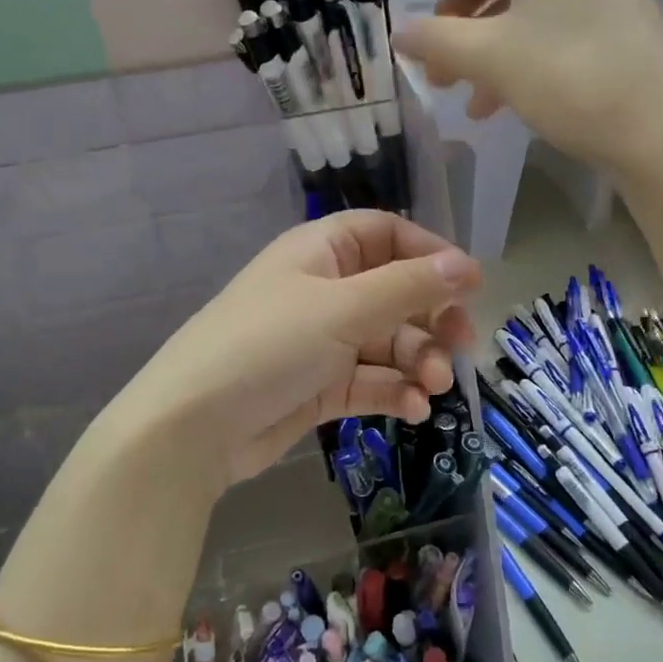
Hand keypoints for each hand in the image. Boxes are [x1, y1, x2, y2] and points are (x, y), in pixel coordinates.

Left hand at [114, 211, 480, 491]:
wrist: (192, 427)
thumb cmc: (268, 346)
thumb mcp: (342, 308)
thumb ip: (408, 286)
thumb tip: (465, 264)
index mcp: (321, 252)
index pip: (387, 234)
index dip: (430, 253)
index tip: (470, 284)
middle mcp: (324, 290)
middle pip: (396, 291)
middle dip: (432, 316)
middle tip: (463, 344)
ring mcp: (321, 340)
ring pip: (388, 341)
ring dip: (419, 360)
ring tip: (434, 386)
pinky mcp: (320, 386)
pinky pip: (371, 380)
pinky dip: (395, 391)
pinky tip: (414, 409)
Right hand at [394, 0, 662, 174]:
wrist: (659, 129)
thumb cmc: (567, 74)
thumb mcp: (489, 56)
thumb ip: (438, 40)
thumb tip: (398, 33)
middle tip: (442, 33)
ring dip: (487, 31)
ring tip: (454, 80)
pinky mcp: (617, 29)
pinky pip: (557, 22)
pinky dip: (519, 49)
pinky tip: (491, 103)